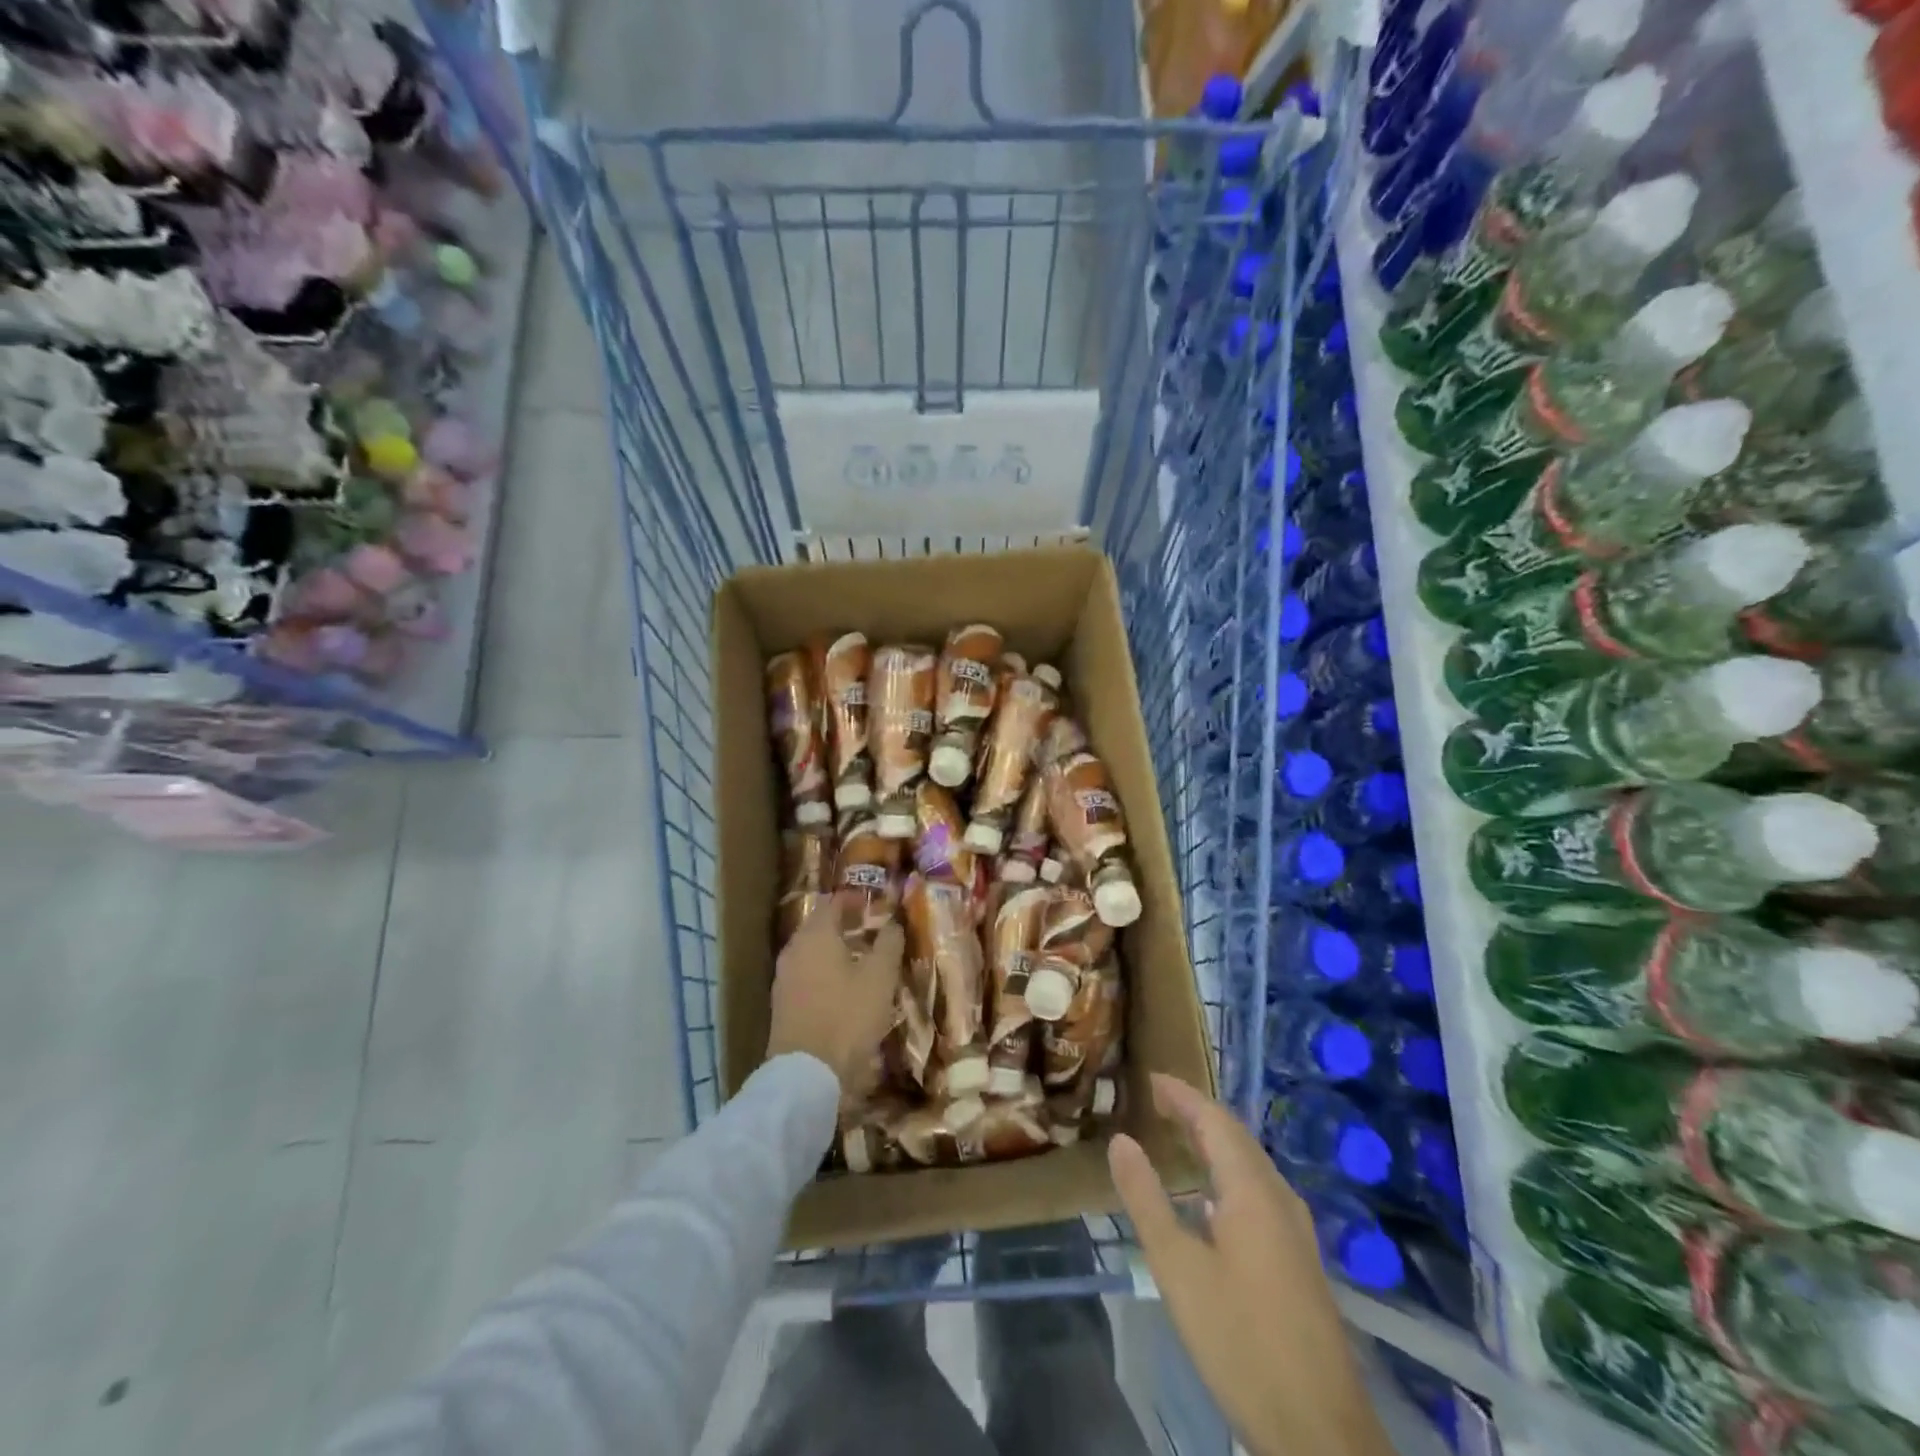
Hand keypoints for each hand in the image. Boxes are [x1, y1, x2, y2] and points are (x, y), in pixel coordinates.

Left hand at [766, 897, 903, 1097]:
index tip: (873, 903)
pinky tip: (843, 986)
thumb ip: (888, 943)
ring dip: (834, 948)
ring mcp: (784, 977)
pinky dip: (824, 970)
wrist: (807, 1073)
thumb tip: (892, 923)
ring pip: (811, 951)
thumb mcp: (880, 977)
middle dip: (843, 923)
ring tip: (861, 958)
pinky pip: (805, 973)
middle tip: (870, 928)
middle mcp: (794, 949)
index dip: (853, 898)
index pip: (832, 902)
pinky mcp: (782, 1003)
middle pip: (818, 925)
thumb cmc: (848, 1015)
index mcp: (815, 935)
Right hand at [1109, 1073, 1394, 1455]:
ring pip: (1252, 1166)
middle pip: (1237, 1138)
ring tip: (1178, 1137)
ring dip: (1215, 1143)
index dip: (1182, 1095)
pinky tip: (1210, 1201)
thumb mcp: (1178, 1269)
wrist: (1321, 1433)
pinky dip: (1229, 1174)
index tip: (1150, 1078)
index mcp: (1253, 1191)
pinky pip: (1260, 1193)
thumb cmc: (1241, 1342)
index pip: (1215, 1120)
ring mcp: (1296, 1231)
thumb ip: (1147, 1200)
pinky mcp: (1300, 1261)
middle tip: (1157, 1101)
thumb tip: (1120, 1140)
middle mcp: (1280, 1199)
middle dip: (1198, 1113)